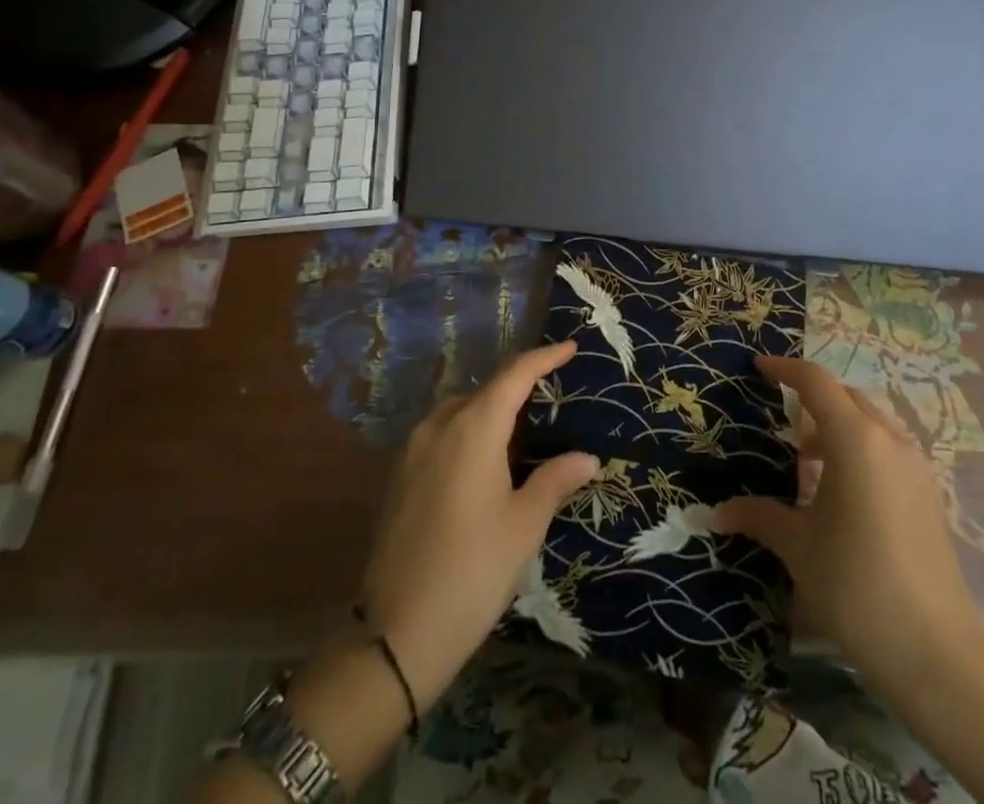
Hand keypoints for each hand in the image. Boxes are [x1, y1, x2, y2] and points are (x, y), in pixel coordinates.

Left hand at [361, 342, 597, 709]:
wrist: (395, 634)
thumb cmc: (472, 572)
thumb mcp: (524, 526)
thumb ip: (555, 480)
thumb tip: (588, 458)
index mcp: (473, 428)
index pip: (514, 375)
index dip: (543, 358)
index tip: (569, 348)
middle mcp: (439, 425)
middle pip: (485, 389)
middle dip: (519, 386)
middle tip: (553, 396)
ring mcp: (413, 449)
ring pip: (460, 410)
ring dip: (491, 409)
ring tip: (523, 428)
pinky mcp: (400, 475)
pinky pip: (442, 433)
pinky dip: (469, 431)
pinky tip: (485, 460)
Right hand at [714, 356, 983, 695]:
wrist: (937, 655)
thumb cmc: (856, 585)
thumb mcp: (798, 547)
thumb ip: (758, 516)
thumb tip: (718, 512)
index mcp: (855, 439)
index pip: (816, 382)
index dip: (785, 369)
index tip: (759, 368)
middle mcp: (890, 441)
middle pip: (847, 398)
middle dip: (813, 401)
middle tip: (781, 423)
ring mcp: (916, 468)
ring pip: (871, 424)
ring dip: (839, 428)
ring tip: (809, 463)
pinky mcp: (930, 496)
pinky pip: (888, 451)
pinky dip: (861, 452)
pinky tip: (842, 495)